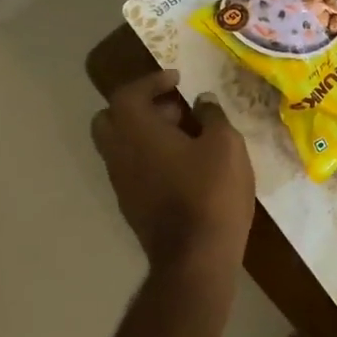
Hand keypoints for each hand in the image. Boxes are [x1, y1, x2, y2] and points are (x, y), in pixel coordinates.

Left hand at [92, 69, 255, 283]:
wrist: (196, 258)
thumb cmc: (211, 192)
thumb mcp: (225, 144)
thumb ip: (212, 116)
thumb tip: (203, 101)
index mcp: (137, 132)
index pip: (127, 94)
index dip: (151, 81)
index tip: (177, 79)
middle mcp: (119, 155)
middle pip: (111, 119)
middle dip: (139, 107)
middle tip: (174, 108)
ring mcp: (122, 184)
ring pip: (120, 146)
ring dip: (145, 133)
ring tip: (186, 136)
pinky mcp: (132, 206)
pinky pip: (132, 168)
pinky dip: (149, 156)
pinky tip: (184, 165)